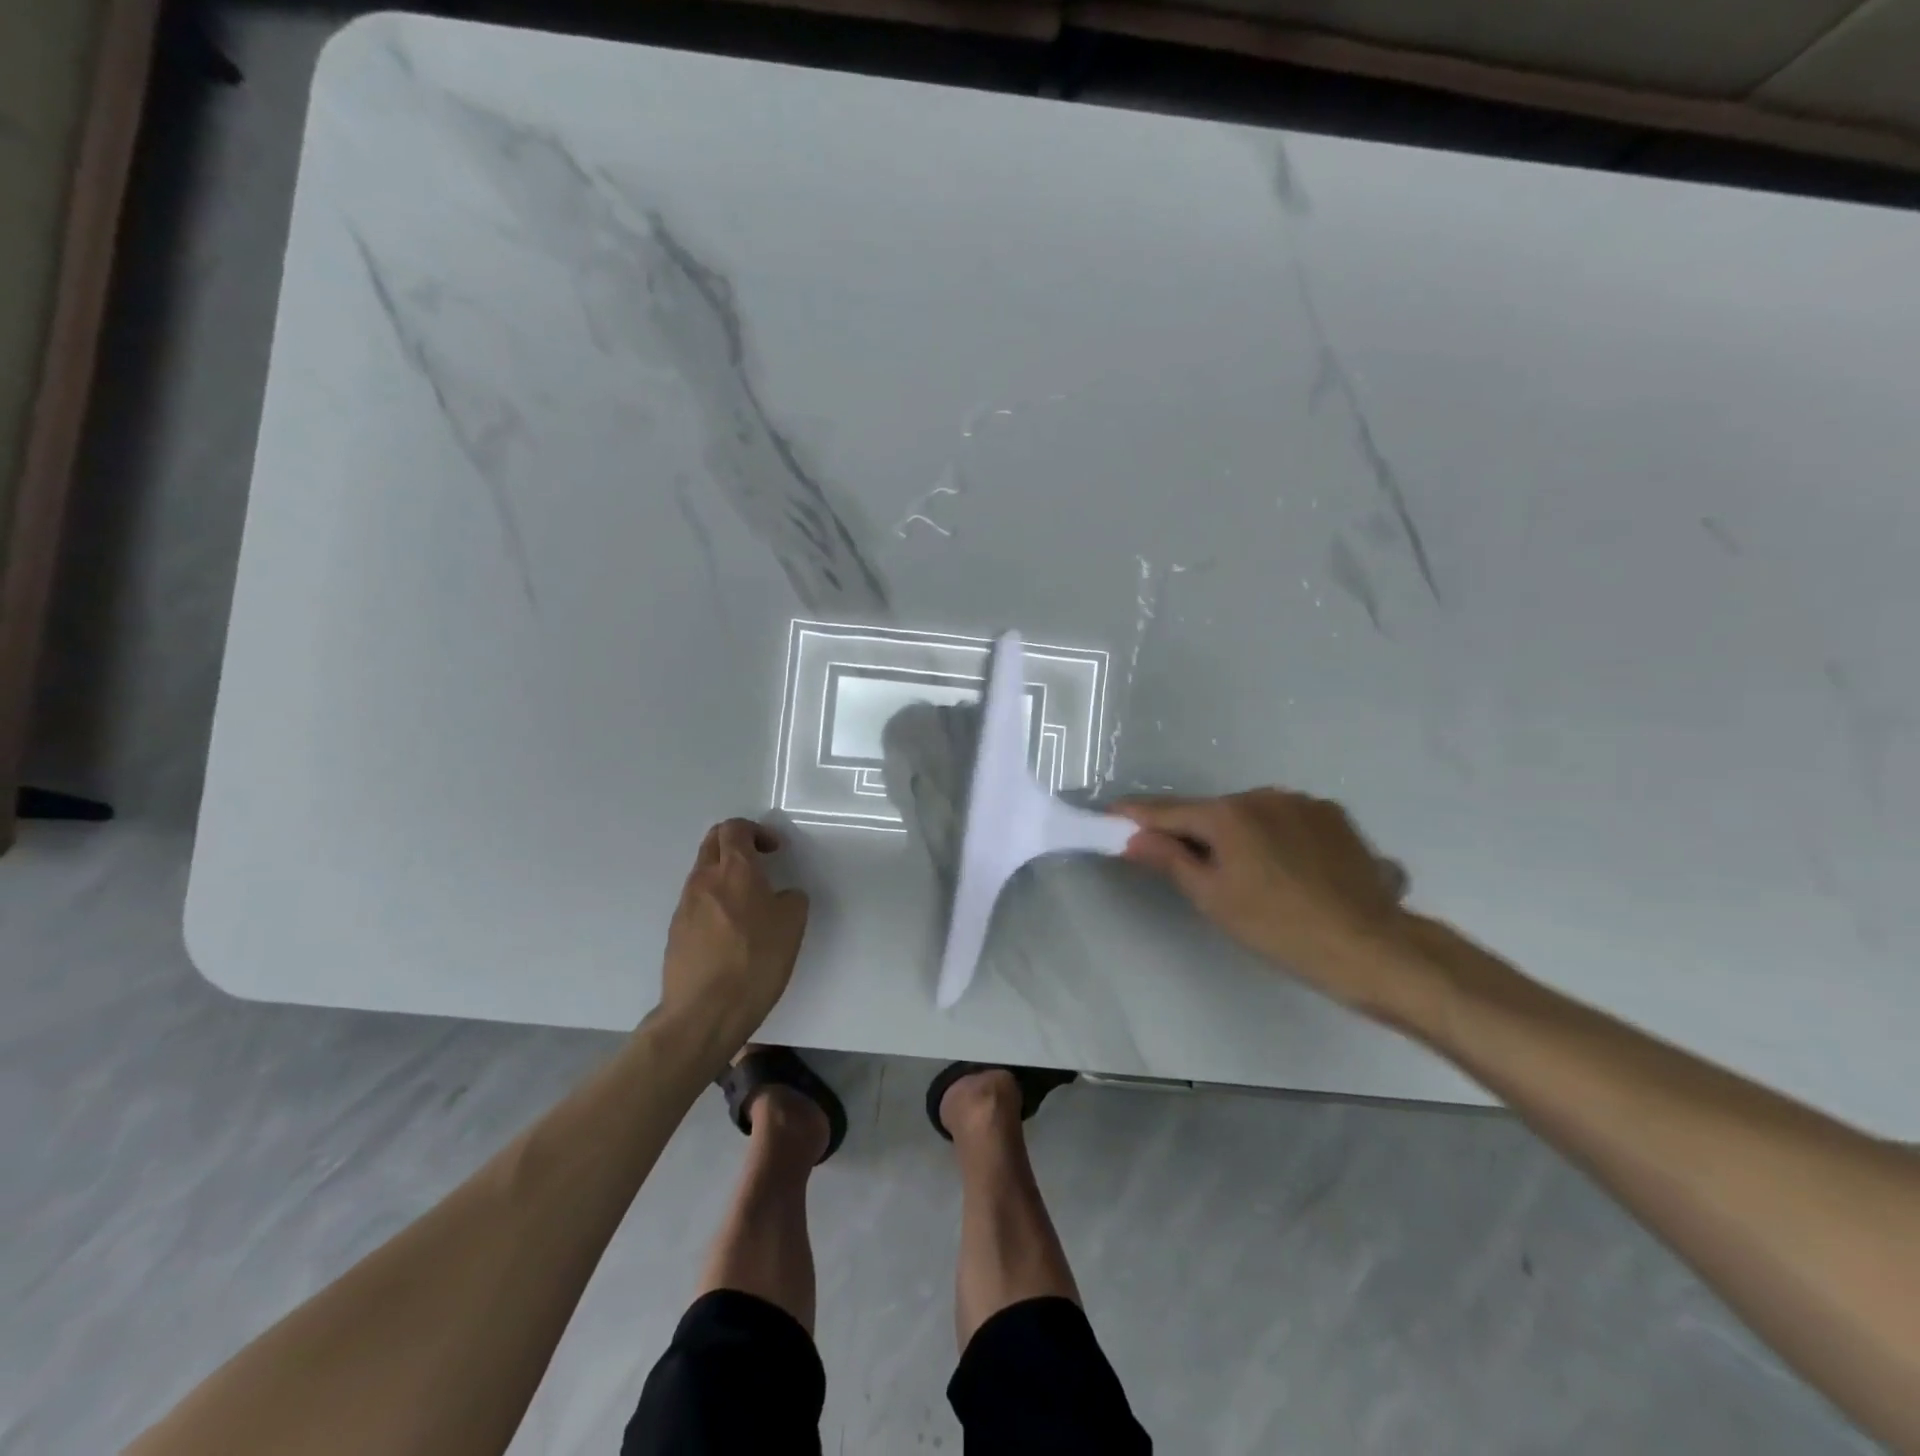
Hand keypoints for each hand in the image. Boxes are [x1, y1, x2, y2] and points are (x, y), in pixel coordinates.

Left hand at [656, 818, 809, 1056]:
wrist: (704, 1012)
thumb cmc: (755, 961)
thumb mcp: (792, 925)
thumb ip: (790, 898)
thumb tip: (781, 896)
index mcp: (734, 870)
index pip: (735, 828)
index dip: (756, 831)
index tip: (774, 850)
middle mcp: (704, 880)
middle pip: (713, 842)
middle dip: (736, 842)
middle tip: (759, 861)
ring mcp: (685, 906)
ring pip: (703, 872)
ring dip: (724, 874)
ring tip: (748, 901)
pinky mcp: (676, 932)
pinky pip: (696, 902)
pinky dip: (714, 901)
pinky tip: (731, 931)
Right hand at [1117, 788, 1414, 1013]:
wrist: (1371, 946)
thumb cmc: (1278, 928)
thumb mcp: (1213, 899)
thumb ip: (1170, 859)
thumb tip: (1133, 837)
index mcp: (1227, 814)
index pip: (1168, 811)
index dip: (1137, 815)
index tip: (1112, 815)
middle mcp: (1263, 795)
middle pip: (1214, 813)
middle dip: (1197, 833)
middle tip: (1193, 868)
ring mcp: (1303, 802)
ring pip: (1253, 816)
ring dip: (1242, 836)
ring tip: (1255, 878)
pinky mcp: (1335, 816)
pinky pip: (1288, 822)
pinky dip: (1278, 839)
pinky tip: (1292, 873)